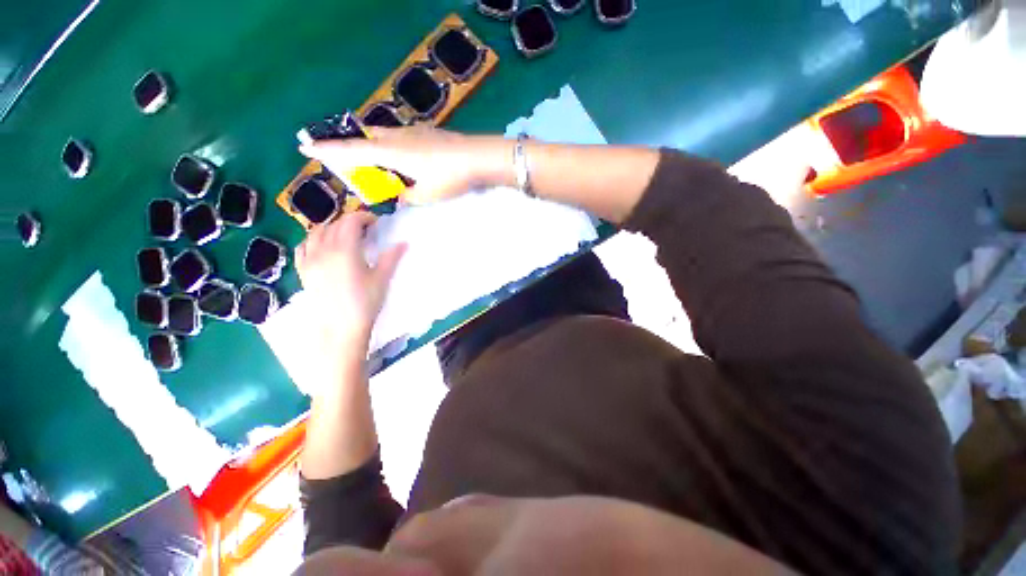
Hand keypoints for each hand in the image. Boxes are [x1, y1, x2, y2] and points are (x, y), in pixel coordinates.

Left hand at [295, 212, 405, 347]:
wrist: (340, 328)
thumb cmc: (365, 303)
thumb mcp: (382, 279)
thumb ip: (391, 258)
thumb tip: (404, 243)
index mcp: (345, 251)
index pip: (350, 222)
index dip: (363, 217)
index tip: (375, 222)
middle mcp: (324, 251)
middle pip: (334, 225)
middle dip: (350, 222)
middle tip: (365, 229)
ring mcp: (310, 260)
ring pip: (316, 233)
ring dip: (332, 228)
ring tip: (345, 235)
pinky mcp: (303, 271)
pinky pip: (303, 246)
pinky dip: (313, 239)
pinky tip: (322, 245)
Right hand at [298, 127, 513, 203]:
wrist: (476, 157)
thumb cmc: (449, 177)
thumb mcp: (425, 194)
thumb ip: (407, 195)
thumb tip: (398, 196)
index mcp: (390, 153)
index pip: (350, 151)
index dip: (327, 151)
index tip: (304, 147)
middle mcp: (395, 137)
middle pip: (363, 139)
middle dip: (349, 148)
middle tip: (342, 160)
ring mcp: (410, 132)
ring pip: (380, 136)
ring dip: (371, 147)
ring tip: (373, 163)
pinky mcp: (424, 132)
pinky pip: (397, 137)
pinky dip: (390, 146)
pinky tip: (400, 157)